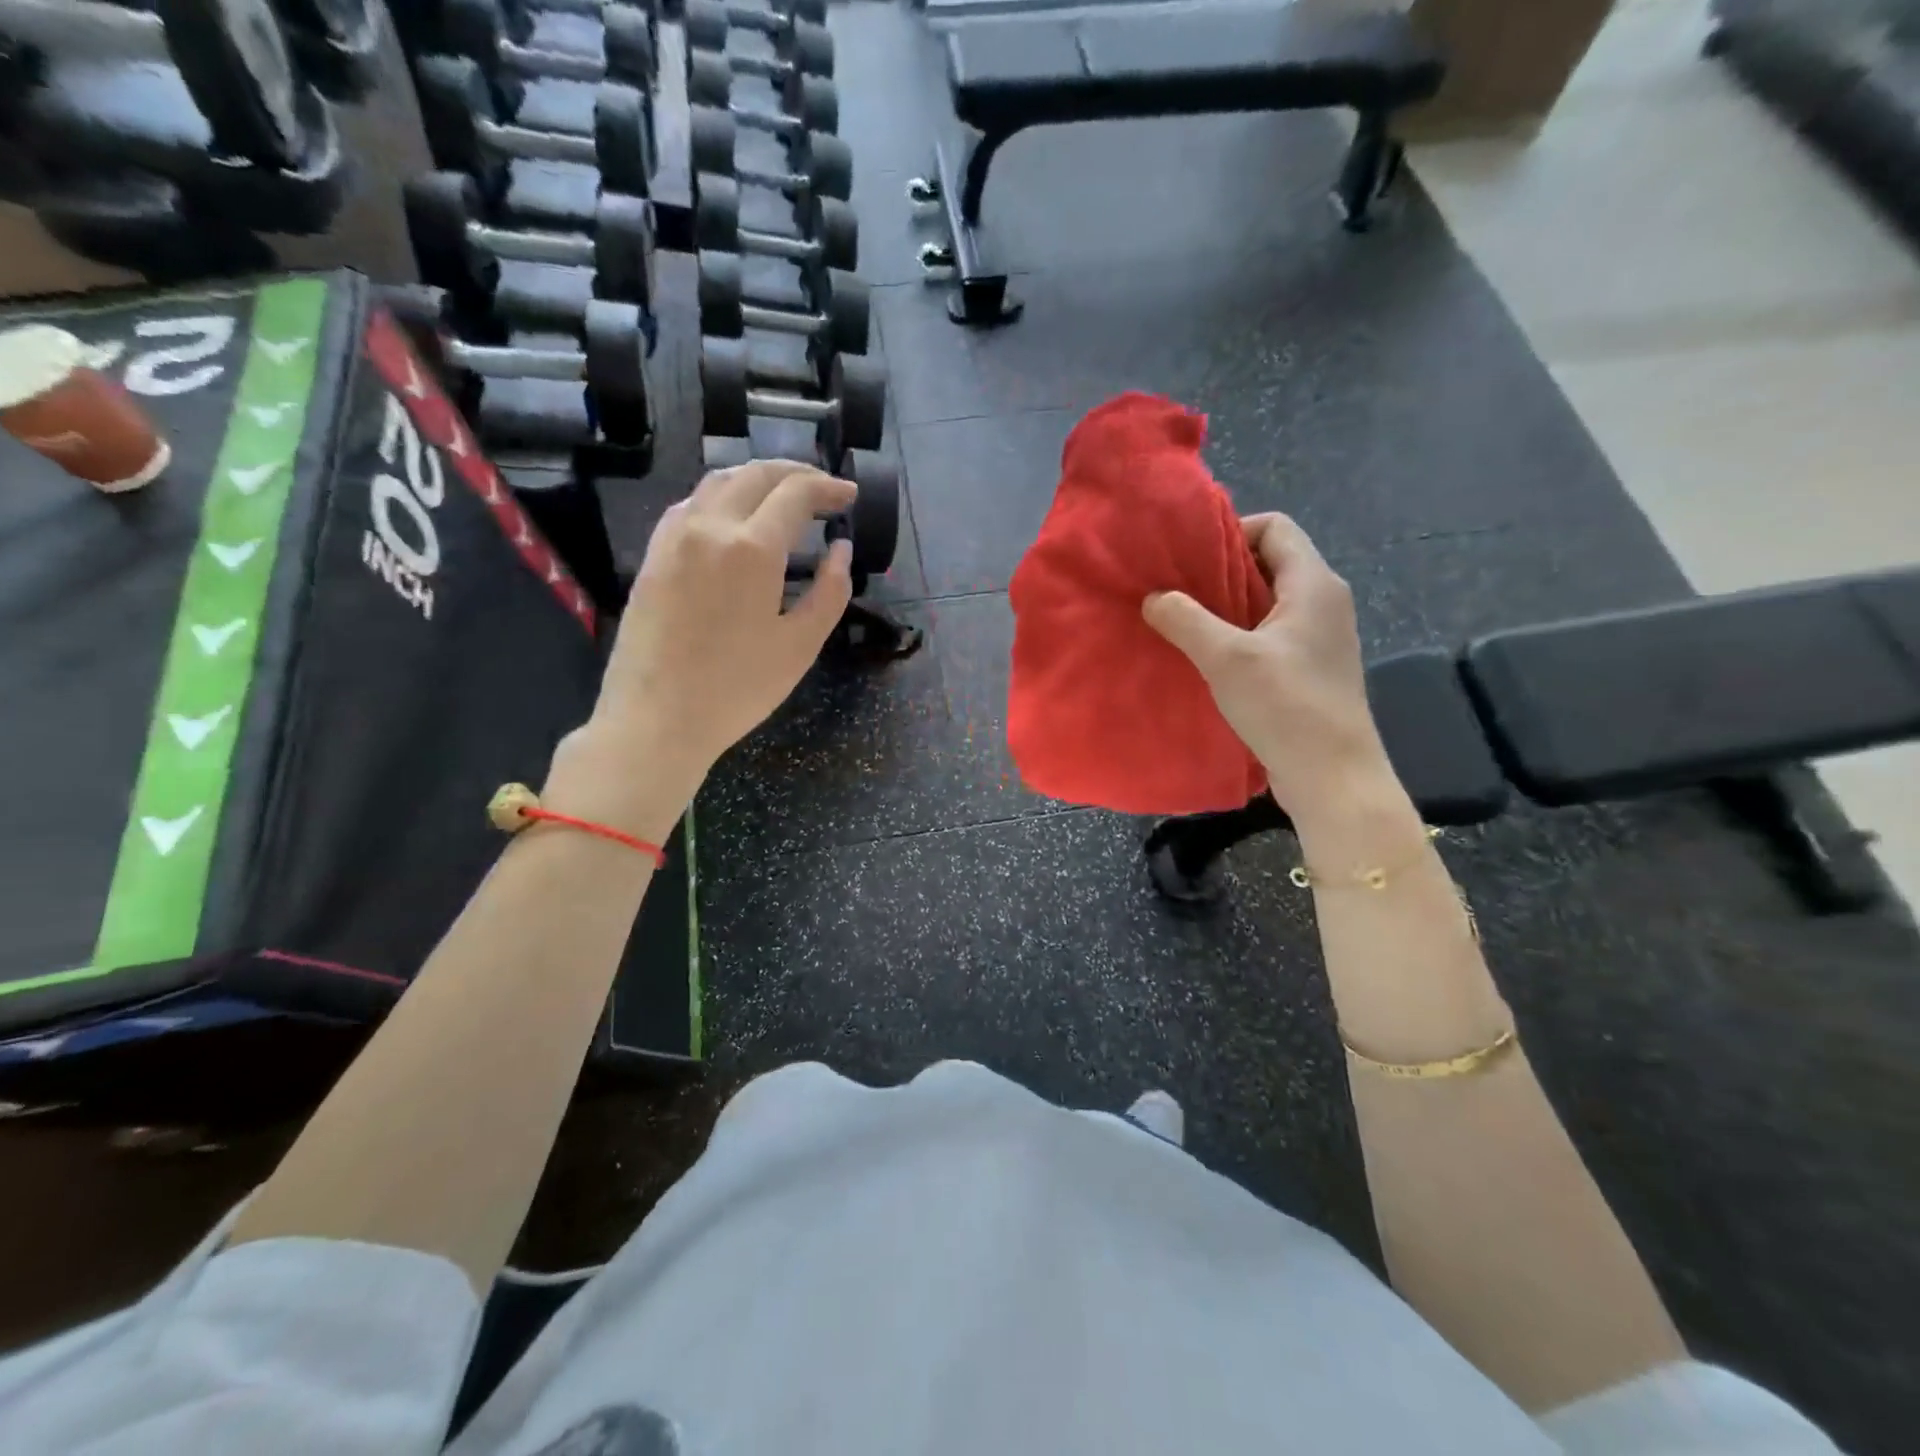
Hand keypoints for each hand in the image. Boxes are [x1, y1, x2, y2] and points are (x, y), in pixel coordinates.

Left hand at [548, 461, 855, 833]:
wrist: (656, 718)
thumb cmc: (737, 689)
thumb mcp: (800, 646)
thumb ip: (830, 592)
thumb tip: (841, 550)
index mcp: (751, 548)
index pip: (796, 494)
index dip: (828, 488)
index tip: (850, 496)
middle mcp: (709, 527)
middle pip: (755, 474)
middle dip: (796, 473)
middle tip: (824, 489)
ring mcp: (673, 537)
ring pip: (718, 482)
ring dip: (757, 479)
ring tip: (783, 496)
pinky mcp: (653, 555)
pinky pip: (691, 505)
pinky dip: (723, 497)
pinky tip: (735, 519)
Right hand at [1142, 513, 1390, 824]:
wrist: (1332, 776)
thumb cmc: (1285, 706)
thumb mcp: (1227, 658)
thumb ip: (1186, 619)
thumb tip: (1153, 597)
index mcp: (1313, 584)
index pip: (1275, 527)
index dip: (1231, 531)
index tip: (1189, 556)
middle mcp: (1323, 601)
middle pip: (1269, 562)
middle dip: (1220, 570)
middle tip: (1175, 587)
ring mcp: (1319, 636)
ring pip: (1266, 601)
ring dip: (1226, 605)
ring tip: (1182, 619)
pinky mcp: (1309, 667)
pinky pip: (1269, 633)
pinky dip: (1238, 634)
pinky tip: (1206, 655)